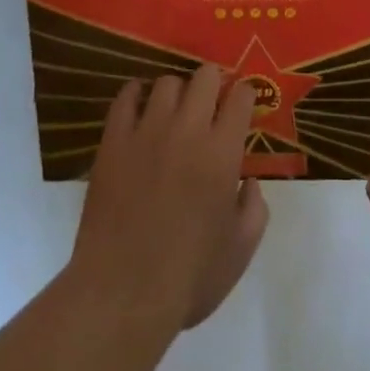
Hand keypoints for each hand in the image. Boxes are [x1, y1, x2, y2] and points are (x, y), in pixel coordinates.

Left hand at [68, 66, 268, 334]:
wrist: (122, 294)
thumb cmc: (187, 278)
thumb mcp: (239, 252)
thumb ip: (254, 210)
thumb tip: (250, 182)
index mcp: (222, 152)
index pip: (240, 97)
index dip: (245, 94)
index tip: (243, 102)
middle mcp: (188, 129)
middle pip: (205, 76)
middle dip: (213, 82)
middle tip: (211, 103)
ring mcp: (148, 131)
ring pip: (167, 82)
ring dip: (177, 92)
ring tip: (175, 109)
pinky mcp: (114, 140)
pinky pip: (126, 98)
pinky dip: (136, 94)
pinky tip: (140, 105)